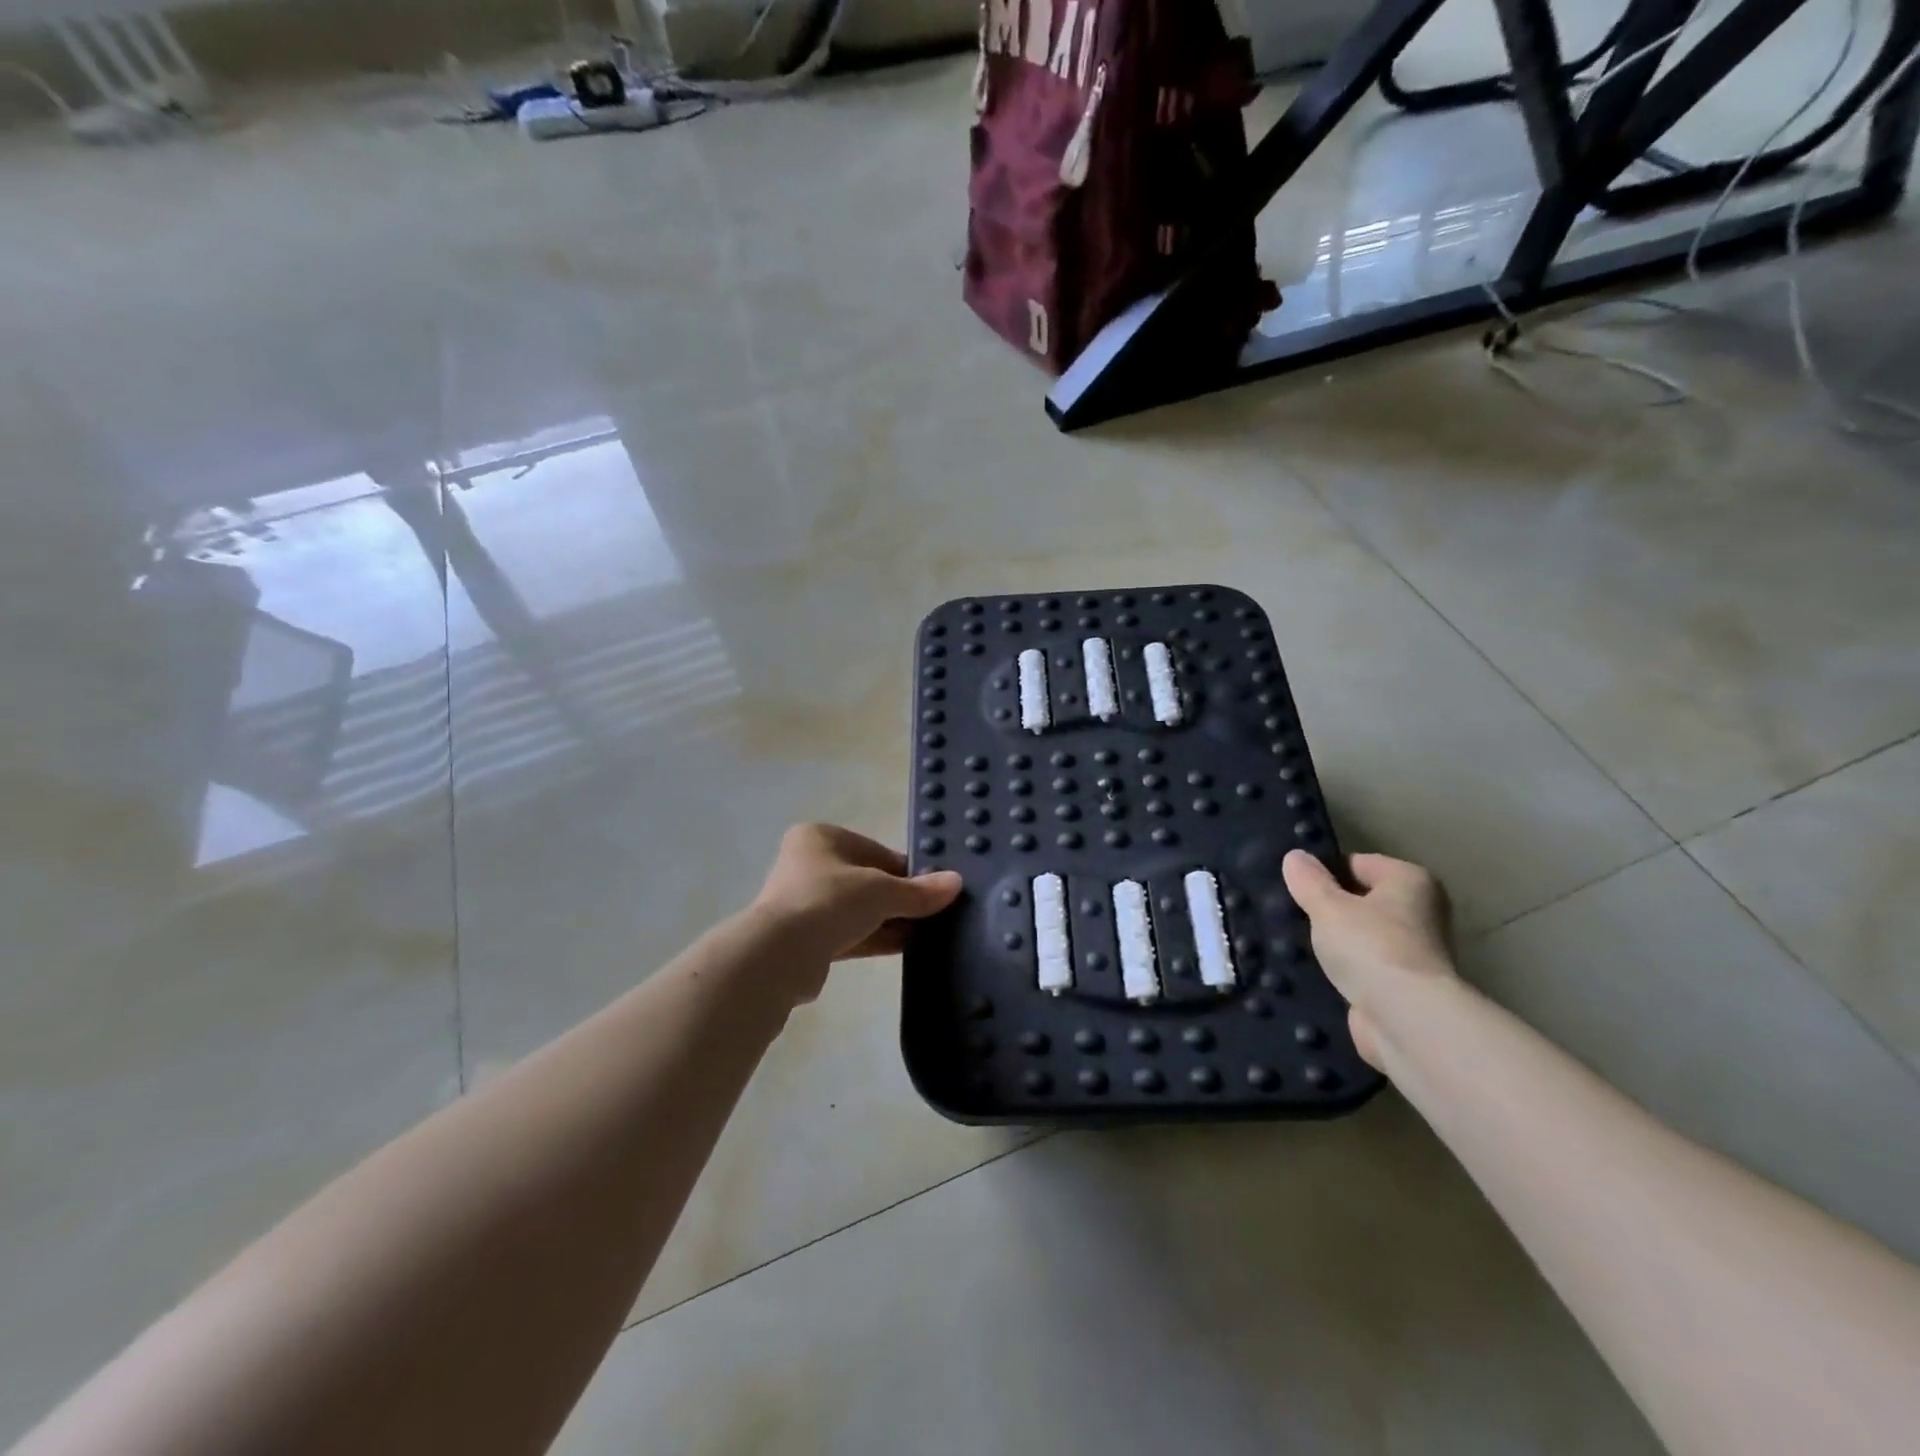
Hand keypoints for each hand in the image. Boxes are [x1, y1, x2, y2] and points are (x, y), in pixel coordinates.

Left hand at [749, 825, 963, 990]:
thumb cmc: (830, 901)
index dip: (906, 870)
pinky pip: (849, 933)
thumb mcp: (882, 891)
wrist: (779, 954)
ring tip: (927, 932)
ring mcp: (803, 902)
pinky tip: (906, 947)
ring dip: (889, 920)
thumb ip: (919, 891)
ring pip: (858, 909)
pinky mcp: (805, 938)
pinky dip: (875, 938)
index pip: (875, 850)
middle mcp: (808, 864)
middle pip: (866, 880)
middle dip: (898, 898)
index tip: (933, 888)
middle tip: (934, 913)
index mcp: (820, 838)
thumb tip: (956, 883)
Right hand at [1282, 850, 1455, 1068]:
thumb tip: (1295, 856)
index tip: (1294, 886)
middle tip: (1291, 913)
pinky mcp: (1403, 986)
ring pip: (1361, 935)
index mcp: (1411, 881)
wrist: (1406, 1019)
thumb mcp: (1328, 906)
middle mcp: (1421, 912)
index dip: (1324, 872)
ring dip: (1335, 941)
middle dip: (1330, 908)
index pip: (1358, 863)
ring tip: (1298, 942)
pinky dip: (1344, 969)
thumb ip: (1309, 881)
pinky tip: (1315, 971)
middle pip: (1362, 900)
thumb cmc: (1370, 946)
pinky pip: (1364, 966)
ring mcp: (1415, 952)